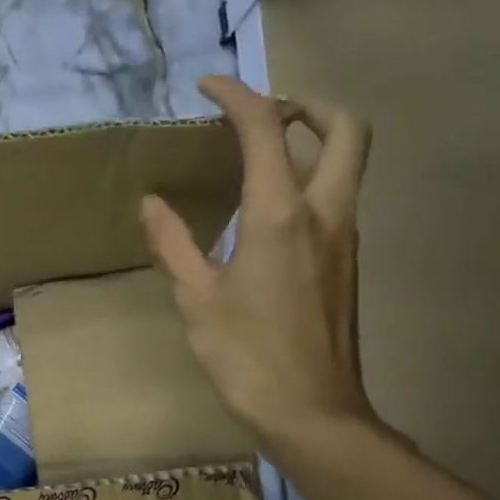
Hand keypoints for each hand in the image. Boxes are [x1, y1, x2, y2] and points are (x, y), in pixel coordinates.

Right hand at [141, 75, 374, 450]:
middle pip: (344, 129)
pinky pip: (336, 198)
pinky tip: (268, 212)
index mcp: (280, 215)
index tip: (207, 88)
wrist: (313, 412)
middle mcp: (325, 213)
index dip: (237, 96)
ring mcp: (345, 238)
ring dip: (312, 141)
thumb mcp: (195, 299)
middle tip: (264, 113)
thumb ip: (172, 242)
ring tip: (259, 155)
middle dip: (307, 104)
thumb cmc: (246, 355)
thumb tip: (151, 202)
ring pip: (347, 163)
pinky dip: (309, 180)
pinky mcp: (347, 263)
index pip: (265, 130)